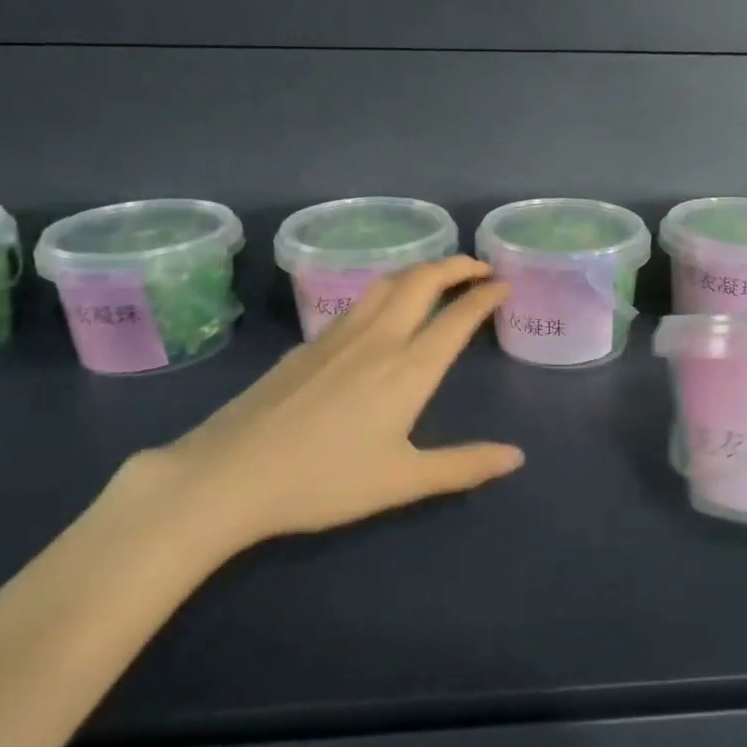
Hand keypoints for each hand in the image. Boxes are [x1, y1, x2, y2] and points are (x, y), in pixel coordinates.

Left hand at [135, 257, 523, 564]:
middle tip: (480, 267)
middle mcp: (379, 338)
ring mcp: (339, 335)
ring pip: (388, 281)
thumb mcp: (402, 481)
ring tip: (438, 275)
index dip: (485, 296)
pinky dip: (389, 288)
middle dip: (457, 265)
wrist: (230, 474)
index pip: (458, 317)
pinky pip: (360, 300)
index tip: (504, 285)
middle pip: (423, 280)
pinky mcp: (309, 342)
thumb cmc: (324, 481)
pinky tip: (383, 308)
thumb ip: (463, 466)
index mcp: (408, 369)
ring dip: (421, 269)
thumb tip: (516, 457)